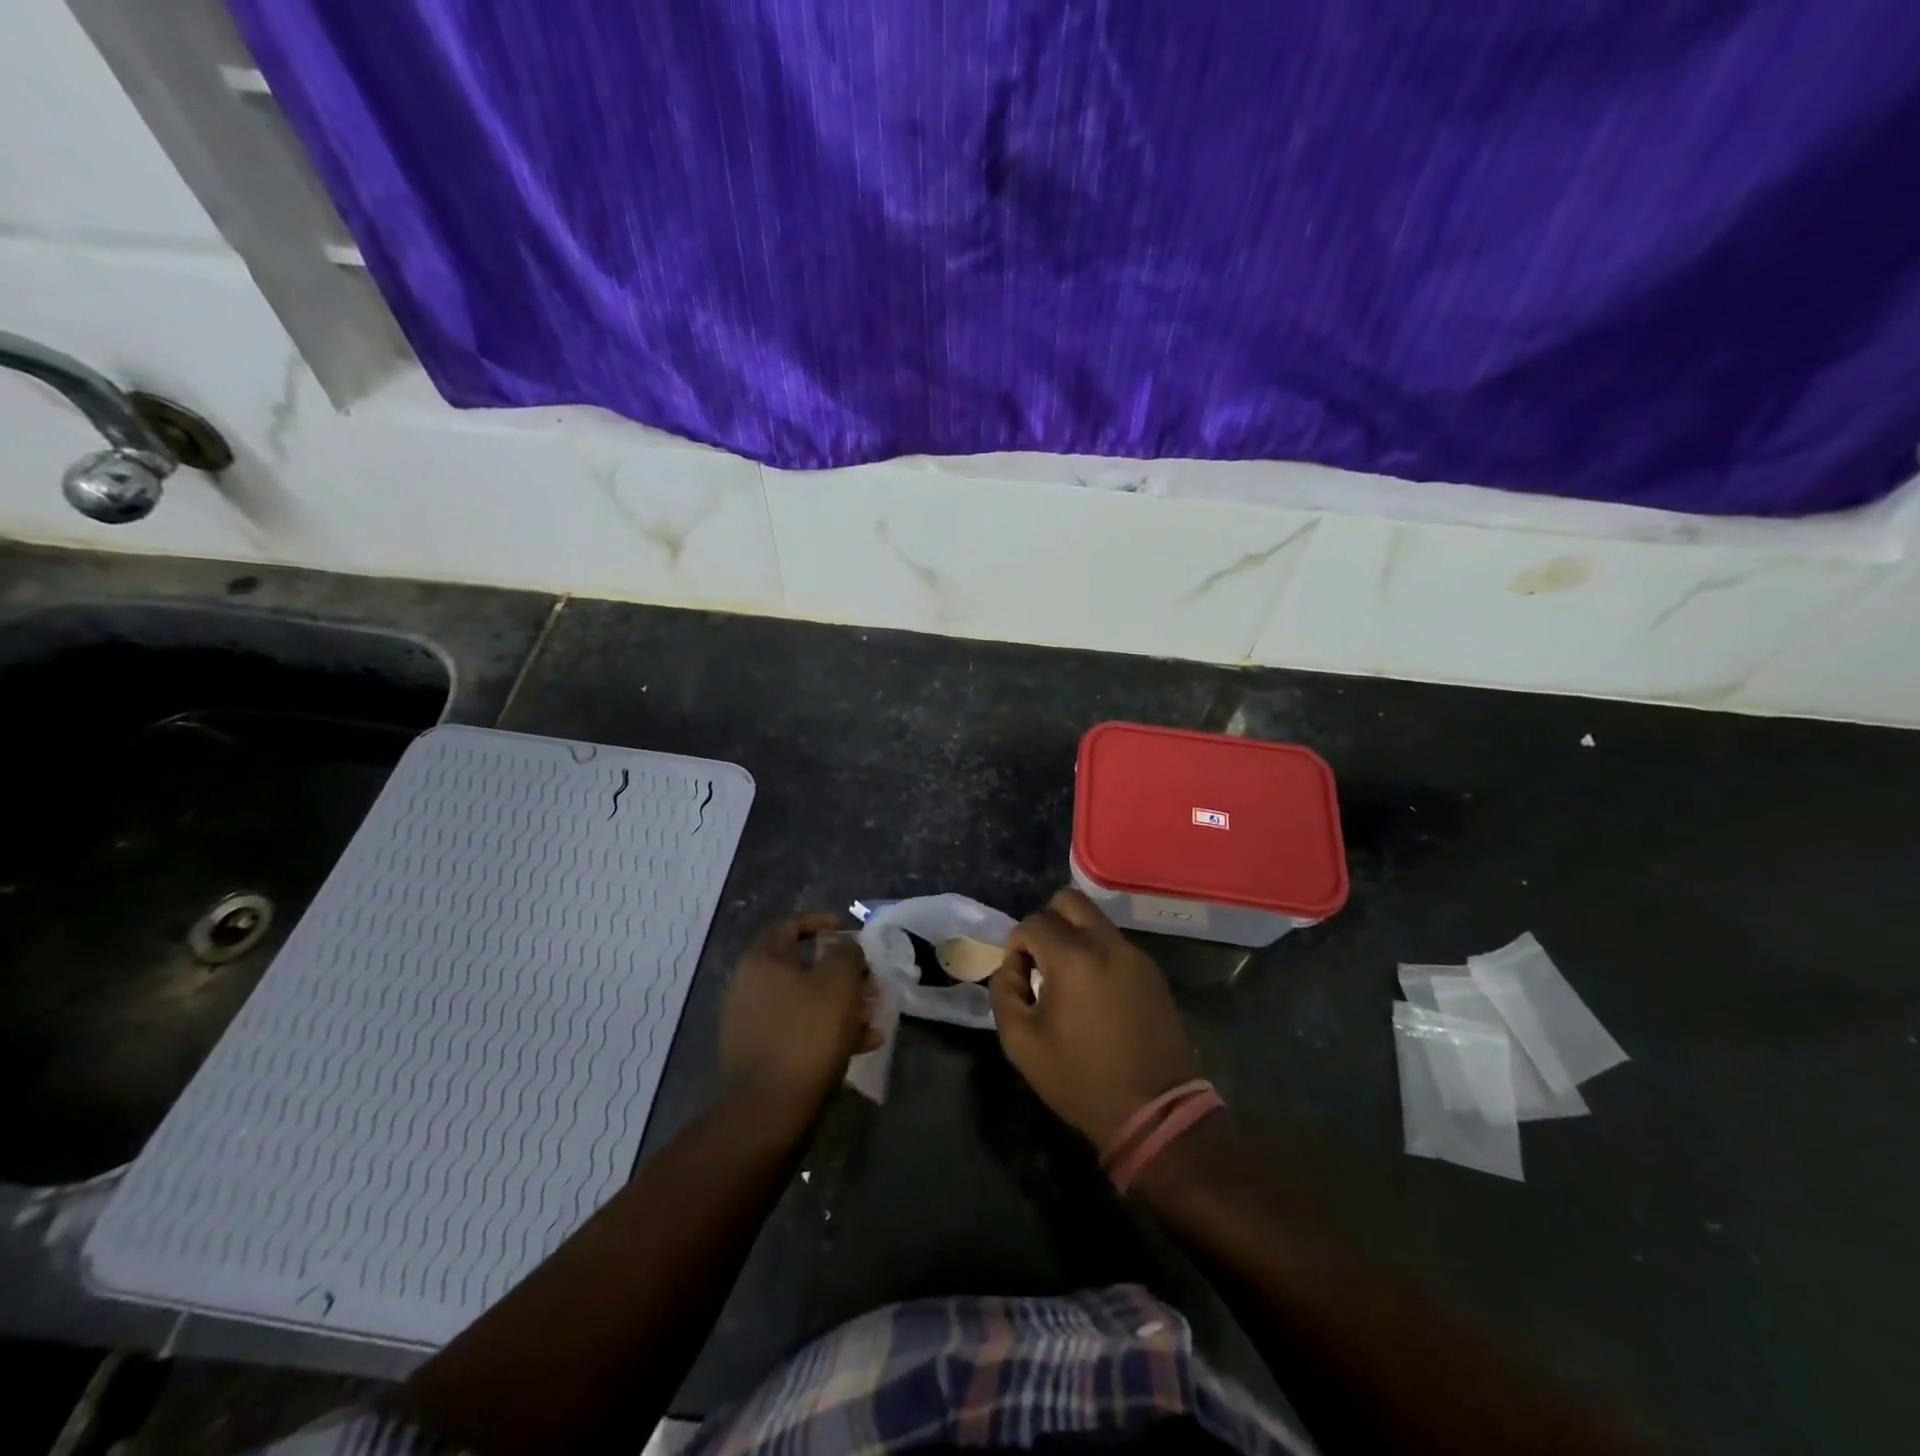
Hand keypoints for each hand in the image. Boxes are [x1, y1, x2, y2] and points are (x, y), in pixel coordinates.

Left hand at [720, 915, 879, 1115]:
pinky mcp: (762, 1054)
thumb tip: (848, 947)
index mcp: (762, 961)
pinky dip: (830, 1031)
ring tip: (874, 1016)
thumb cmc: (806, 1033)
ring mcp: (753, 1023)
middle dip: (843, 973)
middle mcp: (751, 987)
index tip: (849, 931)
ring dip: (842, 1004)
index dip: (822, 924)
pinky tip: (864, 1044)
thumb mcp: (838, 983)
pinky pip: (800, 1031)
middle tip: (871, 982)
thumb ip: (848, 954)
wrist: (769, 1108)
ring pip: (806, 1002)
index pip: (791, 927)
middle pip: (804, 967)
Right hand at [989, 888, 1200, 1149]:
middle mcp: (1107, 943)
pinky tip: (1096, 994)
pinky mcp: (1153, 971)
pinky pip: (1116, 944)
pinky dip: (1098, 954)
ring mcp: (1135, 955)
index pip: (1033, 922)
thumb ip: (1004, 993)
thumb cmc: (1081, 1079)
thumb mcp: (1021, 1043)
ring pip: (1096, 920)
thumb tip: (1011, 968)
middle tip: (1041, 961)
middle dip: (1047, 922)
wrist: (1155, 1111)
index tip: (1020, 978)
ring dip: (1074, 936)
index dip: (1016, 946)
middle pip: (1069, 900)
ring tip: (1068, 980)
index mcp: (1073, 957)